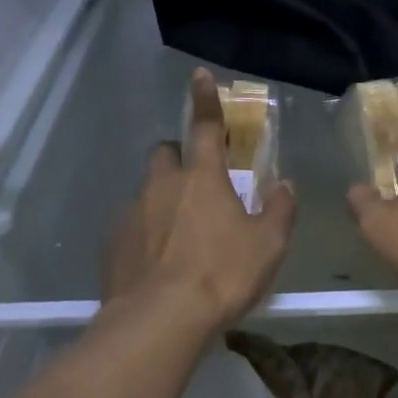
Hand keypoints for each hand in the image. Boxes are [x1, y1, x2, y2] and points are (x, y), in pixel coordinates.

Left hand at [102, 69, 295, 329]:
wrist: (159, 321)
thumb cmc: (222, 275)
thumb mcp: (268, 245)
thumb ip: (279, 209)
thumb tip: (284, 185)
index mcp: (202, 178)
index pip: (205, 126)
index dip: (205, 99)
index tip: (199, 75)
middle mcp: (162, 185)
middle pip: (165, 153)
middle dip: (179, 158)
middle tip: (197, 184)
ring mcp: (132, 213)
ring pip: (146, 191)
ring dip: (162, 199)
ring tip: (179, 235)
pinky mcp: (112, 244)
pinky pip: (131, 226)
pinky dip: (145, 233)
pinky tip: (157, 262)